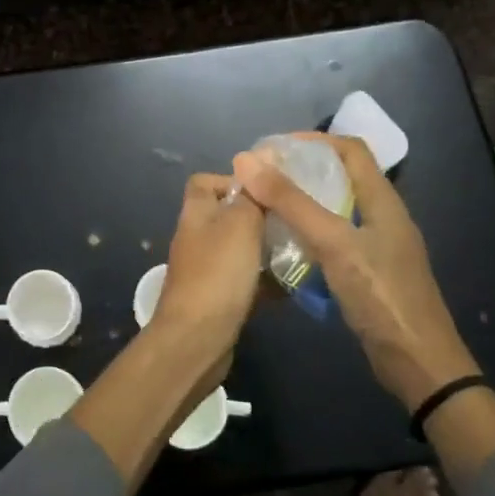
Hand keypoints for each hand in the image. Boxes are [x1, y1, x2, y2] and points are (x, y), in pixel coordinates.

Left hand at [69, 174, 264, 492]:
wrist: (196, 339)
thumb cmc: (218, 273)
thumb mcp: (241, 224)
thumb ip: (252, 194)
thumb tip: (263, 155)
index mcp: (196, 213)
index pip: (205, 182)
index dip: (233, 180)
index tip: (266, 191)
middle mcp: (196, 238)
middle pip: (227, 216)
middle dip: (259, 217)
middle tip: (292, 222)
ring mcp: (204, 270)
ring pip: (239, 250)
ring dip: (265, 250)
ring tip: (298, 251)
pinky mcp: (216, 299)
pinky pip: (243, 281)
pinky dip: (264, 281)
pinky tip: (291, 286)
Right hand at [233, 134, 478, 409]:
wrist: (418, 364)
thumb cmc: (380, 295)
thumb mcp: (333, 243)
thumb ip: (291, 202)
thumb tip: (247, 160)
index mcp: (383, 200)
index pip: (349, 149)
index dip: (313, 140)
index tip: (273, 149)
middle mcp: (381, 216)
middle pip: (340, 177)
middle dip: (300, 171)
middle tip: (261, 178)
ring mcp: (376, 246)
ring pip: (334, 209)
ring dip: (301, 203)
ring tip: (265, 206)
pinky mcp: (368, 272)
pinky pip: (333, 239)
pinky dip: (307, 233)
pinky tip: (283, 244)